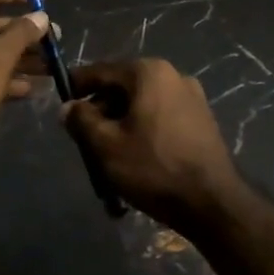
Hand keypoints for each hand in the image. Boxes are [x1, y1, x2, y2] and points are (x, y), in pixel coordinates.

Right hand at [61, 58, 242, 230]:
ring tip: (107, 151)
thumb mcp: (106, 145)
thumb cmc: (153, 168)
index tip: (61, 99)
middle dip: (101, 108)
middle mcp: (173, 75)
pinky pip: (161, 116)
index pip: (102, 71)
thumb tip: (68, 107)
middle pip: (123, 86)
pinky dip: (143, 128)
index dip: (77, 85)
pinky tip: (135, 155)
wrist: (213, 203)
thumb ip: (81, 120)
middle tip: (83, 135)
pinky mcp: (202, 120)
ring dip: (121, 121)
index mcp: (149, 72)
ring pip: (143, 103)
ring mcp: (192, 97)